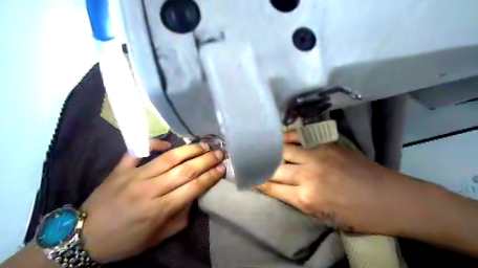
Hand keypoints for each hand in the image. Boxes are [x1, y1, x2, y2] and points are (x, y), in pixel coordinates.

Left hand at [79, 140, 226, 263]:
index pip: (194, 187)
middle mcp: (150, 189)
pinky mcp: (121, 169)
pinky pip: (138, 151)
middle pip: (185, 170)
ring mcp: (134, 176)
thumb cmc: (126, 240)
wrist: (84, 238)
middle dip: (206, 160)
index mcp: (160, 209)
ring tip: (204, 144)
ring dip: (189, 150)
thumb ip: (181, 217)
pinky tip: (167, 144)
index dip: (211, 176)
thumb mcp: (159, 237)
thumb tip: (194, 196)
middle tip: (220, 152)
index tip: (223, 168)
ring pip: (168, 158)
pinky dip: (153, 144)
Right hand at [258, 131, 424, 235]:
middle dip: (259, 166)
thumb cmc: (358, 215)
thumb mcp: (324, 217)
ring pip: (283, 150)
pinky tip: (278, 137)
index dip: (257, 181)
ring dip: (269, 150)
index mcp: (306, 198)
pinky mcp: (327, 145)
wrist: (391, 199)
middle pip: (274, 167)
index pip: (272, 187)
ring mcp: (317, 156)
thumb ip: (298, 201)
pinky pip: (300, 138)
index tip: (247, 176)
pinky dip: (287, 137)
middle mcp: (307, 174)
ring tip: (259, 147)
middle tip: (248, 161)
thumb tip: (279, 189)